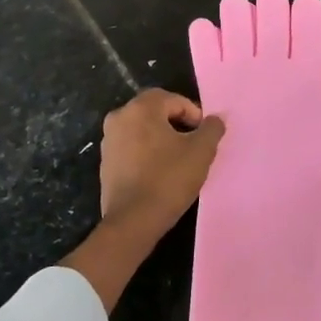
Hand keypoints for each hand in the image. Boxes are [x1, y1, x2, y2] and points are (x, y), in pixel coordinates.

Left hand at [62, 90, 224, 310]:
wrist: (133, 221)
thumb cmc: (169, 179)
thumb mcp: (201, 152)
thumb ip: (211, 129)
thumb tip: (215, 119)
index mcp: (140, 108)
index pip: (173, 99)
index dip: (194, 114)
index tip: (204, 136)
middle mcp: (119, 118)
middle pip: (155, 112)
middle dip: (177, 124)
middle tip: (194, 144)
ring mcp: (108, 141)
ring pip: (142, 130)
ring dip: (162, 138)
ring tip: (179, 160)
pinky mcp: (105, 163)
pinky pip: (132, 148)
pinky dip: (147, 153)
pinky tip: (160, 173)